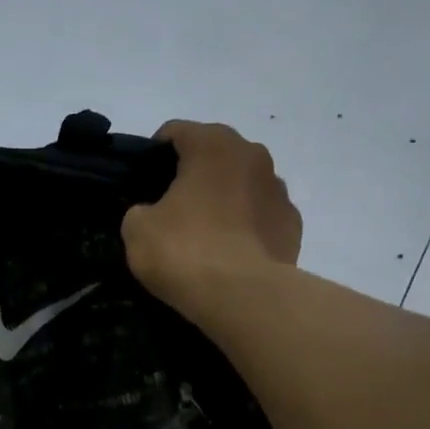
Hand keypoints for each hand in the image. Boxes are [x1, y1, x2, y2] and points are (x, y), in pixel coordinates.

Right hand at [122, 120, 301, 314]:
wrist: (244, 296)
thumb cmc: (185, 251)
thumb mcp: (137, 229)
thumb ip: (140, 209)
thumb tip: (151, 213)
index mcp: (212, 144)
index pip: (176, 132)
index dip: (153, 155)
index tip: (142, 184)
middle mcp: (252, 155)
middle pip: (213, 155)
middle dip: (193, 175)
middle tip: (170, 209)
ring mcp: (279, 190)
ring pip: (241, 184)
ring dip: (223, 199)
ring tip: (204, 234)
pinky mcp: (293, 224)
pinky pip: (260, 216)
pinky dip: (245, 226)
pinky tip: (230, 253)